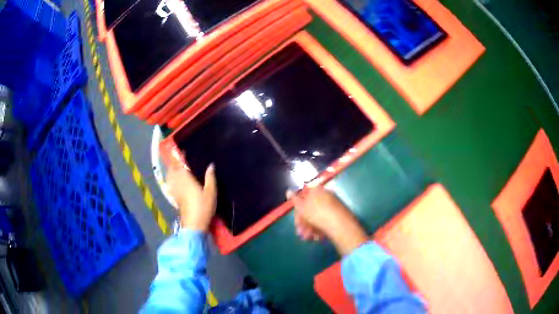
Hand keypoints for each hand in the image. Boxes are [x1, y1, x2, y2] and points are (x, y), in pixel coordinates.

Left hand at [166, 153, 216, 230]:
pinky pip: (170, 185)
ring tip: (176, 168)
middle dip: (174, 163)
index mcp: (186, 179)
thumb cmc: (203, 207)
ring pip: (169, 177)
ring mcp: (175, 191)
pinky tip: (174, 181)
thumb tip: (211, 165)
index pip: (180, 164)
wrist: (194, 224)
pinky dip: (170, 180)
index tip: (183, 151)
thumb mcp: (211, 192)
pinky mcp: (174, 198)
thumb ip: (210, 177)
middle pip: (172, 170)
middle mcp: (178, 183)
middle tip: (180, 159)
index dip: (180, 157)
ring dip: (171, 171)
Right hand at [287, 187, 367, 254]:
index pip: (303, 198)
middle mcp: (325, 194)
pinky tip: (317, 236)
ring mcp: (333, 204)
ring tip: (308, 237)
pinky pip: (325, 219)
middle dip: (304, 222)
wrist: (339, 224)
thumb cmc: (317, 214)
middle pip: (310, 208)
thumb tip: (288, 191)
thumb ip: (294, 199)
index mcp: (316, 190)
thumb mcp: (301, 207)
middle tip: (301, 233)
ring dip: (310, 227)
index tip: (296, 223)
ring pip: (317, 216)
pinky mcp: (338, 213)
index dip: (298, 211)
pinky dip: (320, 227)